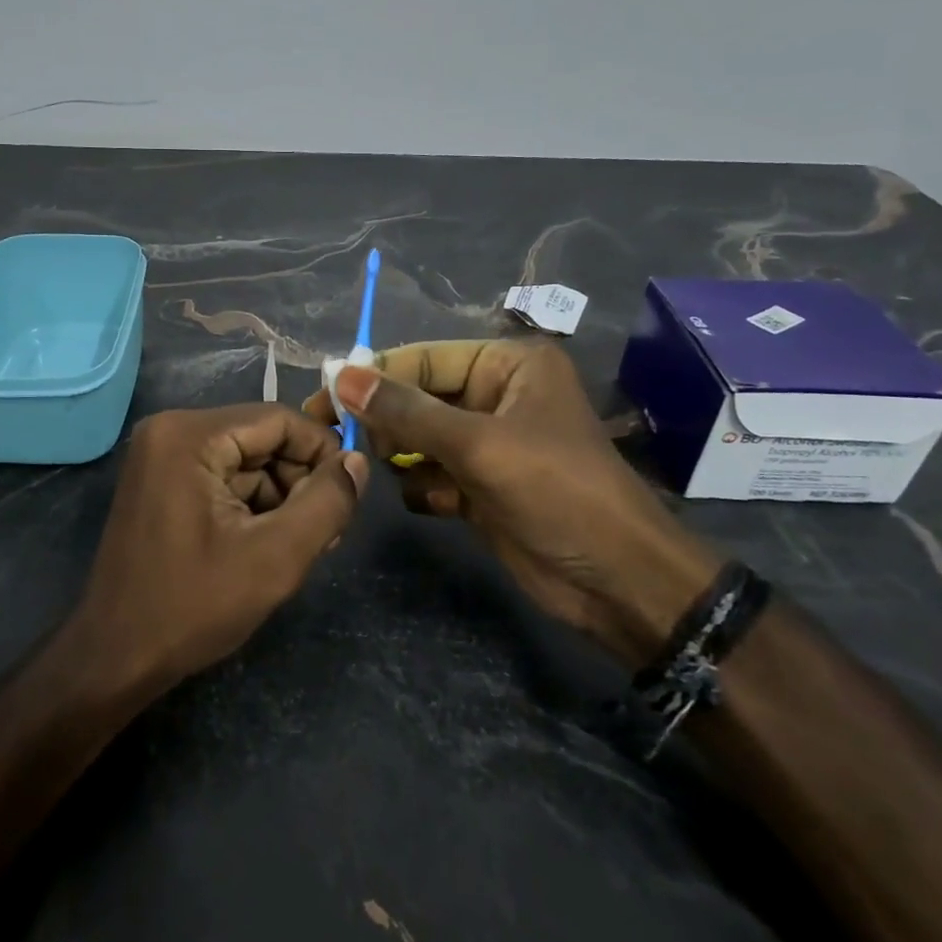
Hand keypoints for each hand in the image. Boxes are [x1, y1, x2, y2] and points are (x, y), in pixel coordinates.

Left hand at [74, 405, 368, 693]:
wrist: (114, 658)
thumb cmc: (191, 606)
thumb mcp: (275, 558)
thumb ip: (326, 503)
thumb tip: (358, 461)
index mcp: (190, 435)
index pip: (280, 419)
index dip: (323, 452)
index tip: (348, 496)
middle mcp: (171, 430)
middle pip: (263, 438)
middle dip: (300, 481)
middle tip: (326, 534)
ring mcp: (162, 456)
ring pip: (248, 460)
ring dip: (280, 498)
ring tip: (301, 548)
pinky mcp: (163, 482)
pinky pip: (224, 477)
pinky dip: (253, 506)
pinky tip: (267, 546)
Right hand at [305, 340, 713, 665]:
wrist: (618, 582)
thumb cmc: (556, 492)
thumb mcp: (478, 445)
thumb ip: (406, 411)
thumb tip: (341, 376)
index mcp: (510, 367)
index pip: (426, 359)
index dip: (375, 375)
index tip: (323, 393)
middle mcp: (499, 396)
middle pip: (420, 397)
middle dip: (383, 418)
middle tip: (332, 435)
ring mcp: (491, 444)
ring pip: (422, 437)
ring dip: (399, 453)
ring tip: (372, 466)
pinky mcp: (484, 486)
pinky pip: (434, 473)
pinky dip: (423, 485)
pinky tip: (427, 501)